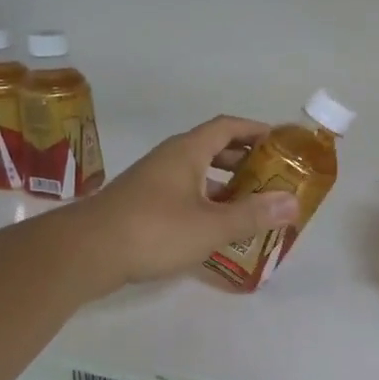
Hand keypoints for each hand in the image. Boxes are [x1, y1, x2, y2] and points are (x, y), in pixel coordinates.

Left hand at [75, 117, 297, 289]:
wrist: (86, 252)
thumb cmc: (153, 231)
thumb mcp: (211, 226)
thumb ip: (253, 214)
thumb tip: (293, 202)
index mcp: (187, 152)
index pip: (227, 127)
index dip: (255, 130)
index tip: (280, 141)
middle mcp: (169, 159)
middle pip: (212, 148)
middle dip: (244, 158)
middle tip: (271, 175)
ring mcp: (152, 181)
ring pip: (196, 172)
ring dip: (224, 182)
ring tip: (250, 202)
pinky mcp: (141, 204)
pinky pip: (183, 192)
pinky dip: (205, 200)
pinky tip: (214, 226)